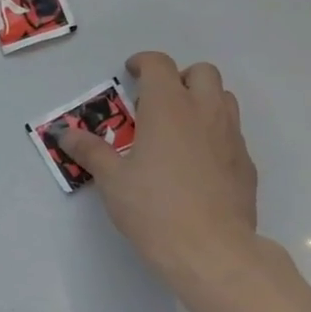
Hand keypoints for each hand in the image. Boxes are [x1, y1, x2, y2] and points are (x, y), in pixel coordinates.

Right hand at [59, 53, 258, 283]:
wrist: (210, 248)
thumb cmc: (153, 208)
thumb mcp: (112, 180)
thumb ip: (91, 151)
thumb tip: (65, 133)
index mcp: (169, 108)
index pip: (159, 66)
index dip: (143, 63)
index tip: (131, 72)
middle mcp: (205, 112)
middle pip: (202, 73)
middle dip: (179, 77)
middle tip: (156, 102)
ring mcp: (231, 137)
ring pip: (223, 99)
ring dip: (201, 101)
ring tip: (178, 128)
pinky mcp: (245, 163)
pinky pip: (231, 133)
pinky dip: (213, 133)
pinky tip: (196, 163)